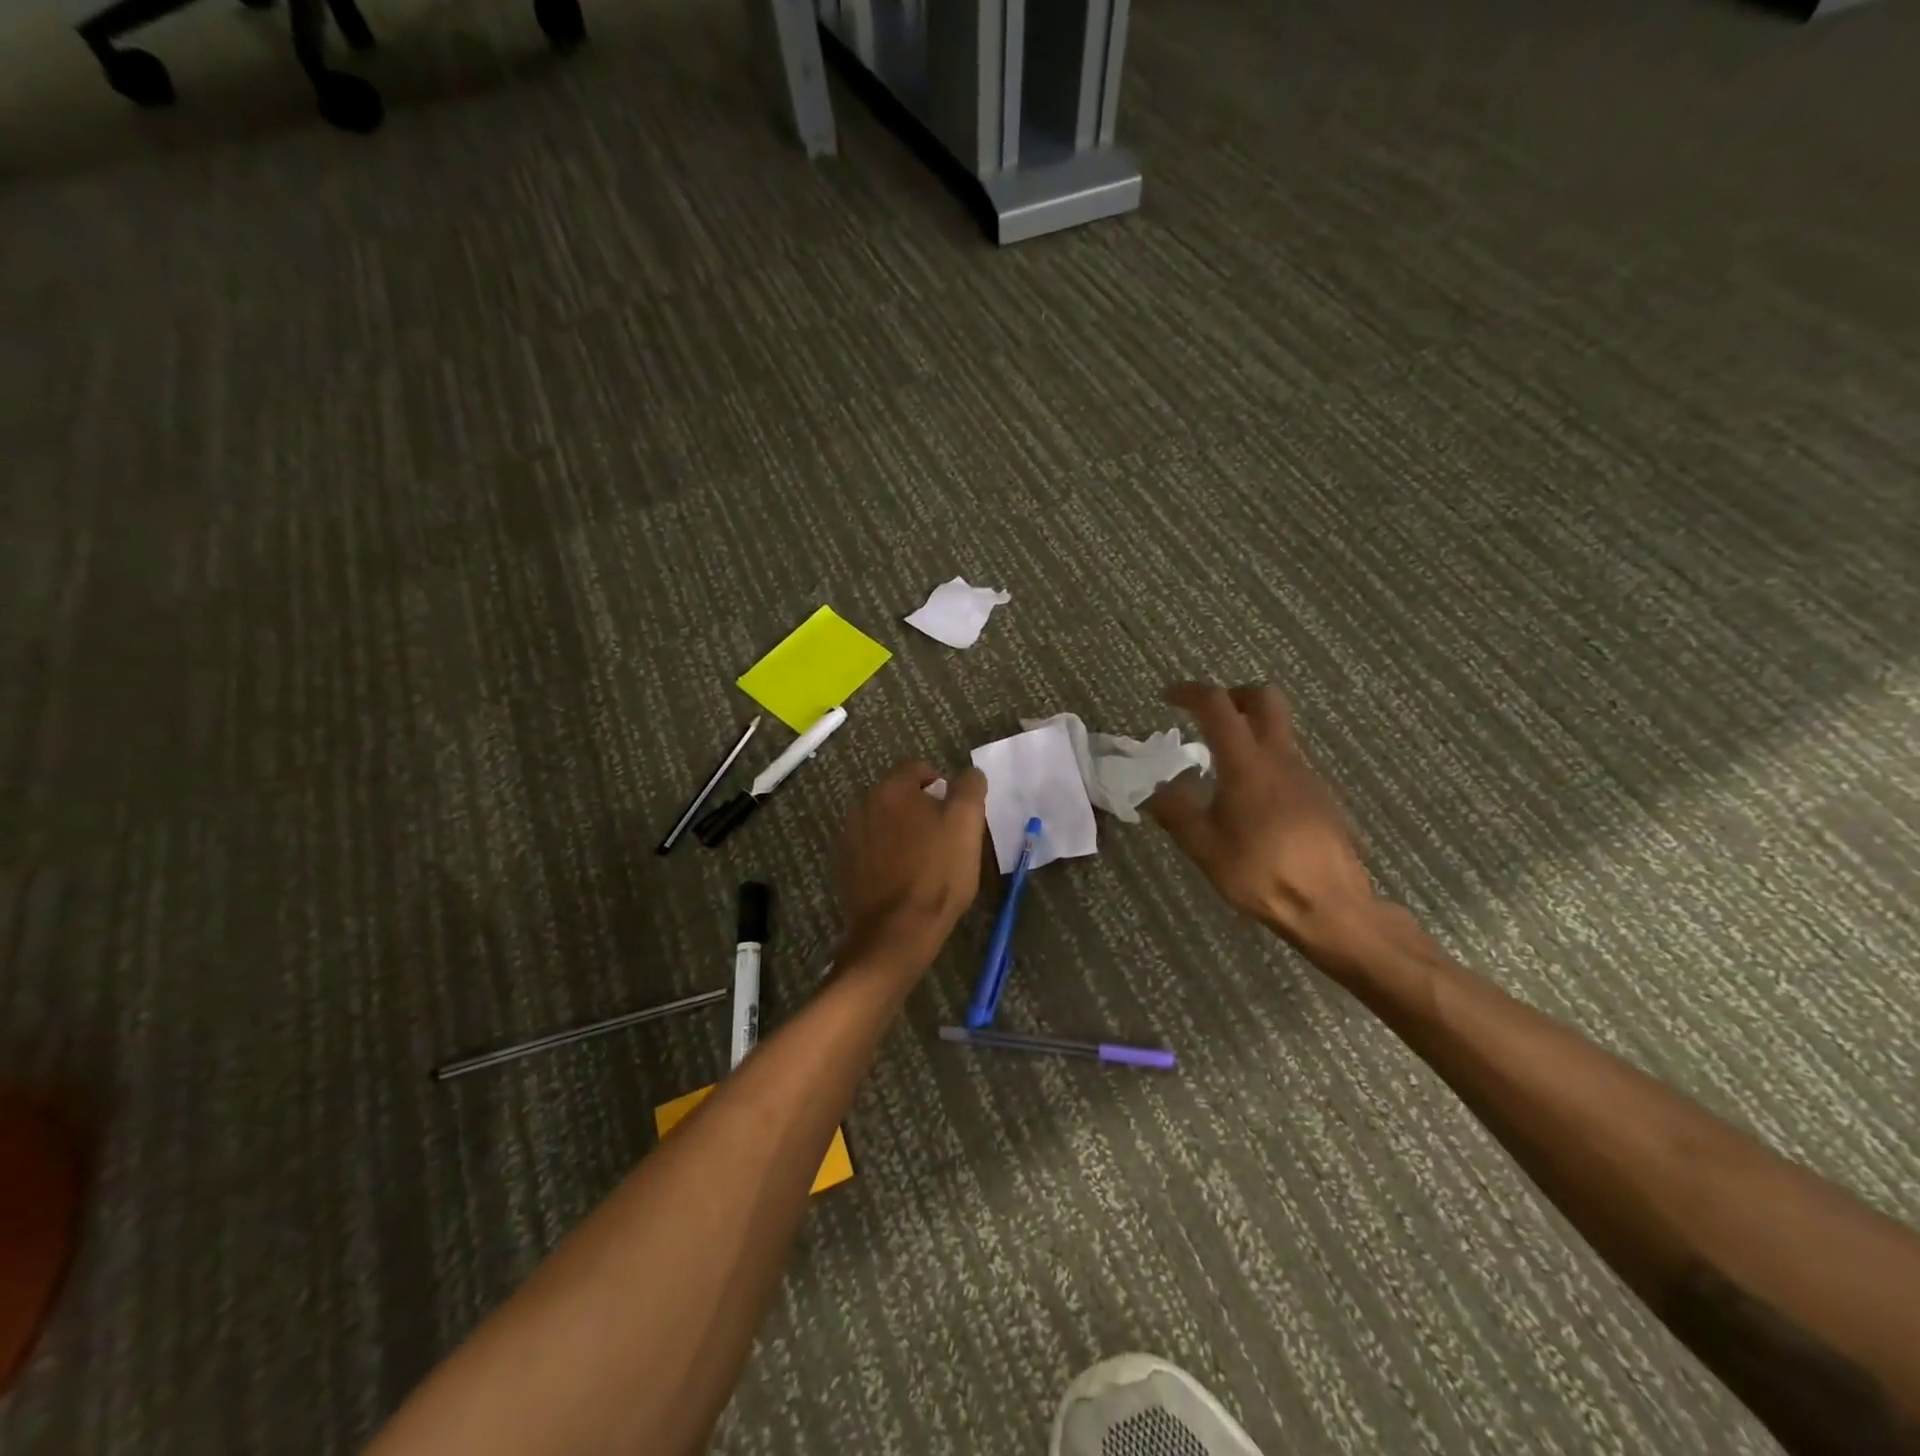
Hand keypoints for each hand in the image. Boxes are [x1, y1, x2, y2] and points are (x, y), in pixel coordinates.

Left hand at [834, 762, 988, 976]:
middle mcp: (863, 805)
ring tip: (923, 859)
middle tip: (943, 836)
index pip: (918, 769)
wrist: (898, 931)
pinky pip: (869, 849)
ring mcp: (848, 837)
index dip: (941, 785)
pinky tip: (901, 877)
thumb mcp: (967, 824)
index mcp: (892, 789)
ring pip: (883, 822)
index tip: (956, 812)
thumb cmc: (938, 873)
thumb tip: (969, 773)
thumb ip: (969, 788)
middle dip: (920, 809)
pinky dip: (884, 855)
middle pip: (898, 795)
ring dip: (901, 831)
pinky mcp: (843, 867)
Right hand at [1149, 683, 1385, 958]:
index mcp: (1247, 764)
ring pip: (1279, 730)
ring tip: (1220, 769)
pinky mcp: (1320, 795)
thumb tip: (1159, 788)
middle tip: (1207, 716)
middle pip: (1264, 698)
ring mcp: (1307, 775)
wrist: (1331, 906)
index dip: (1190, 693)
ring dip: (1249, 731)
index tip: (1168, 698)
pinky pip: (1288, 761)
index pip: (1217, 706)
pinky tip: (1250, 803)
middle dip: (1232, 695)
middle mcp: (1281, 758)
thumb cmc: (1261, 874)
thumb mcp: (1204, 848)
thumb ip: (1176, 812)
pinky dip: (1264, 762)